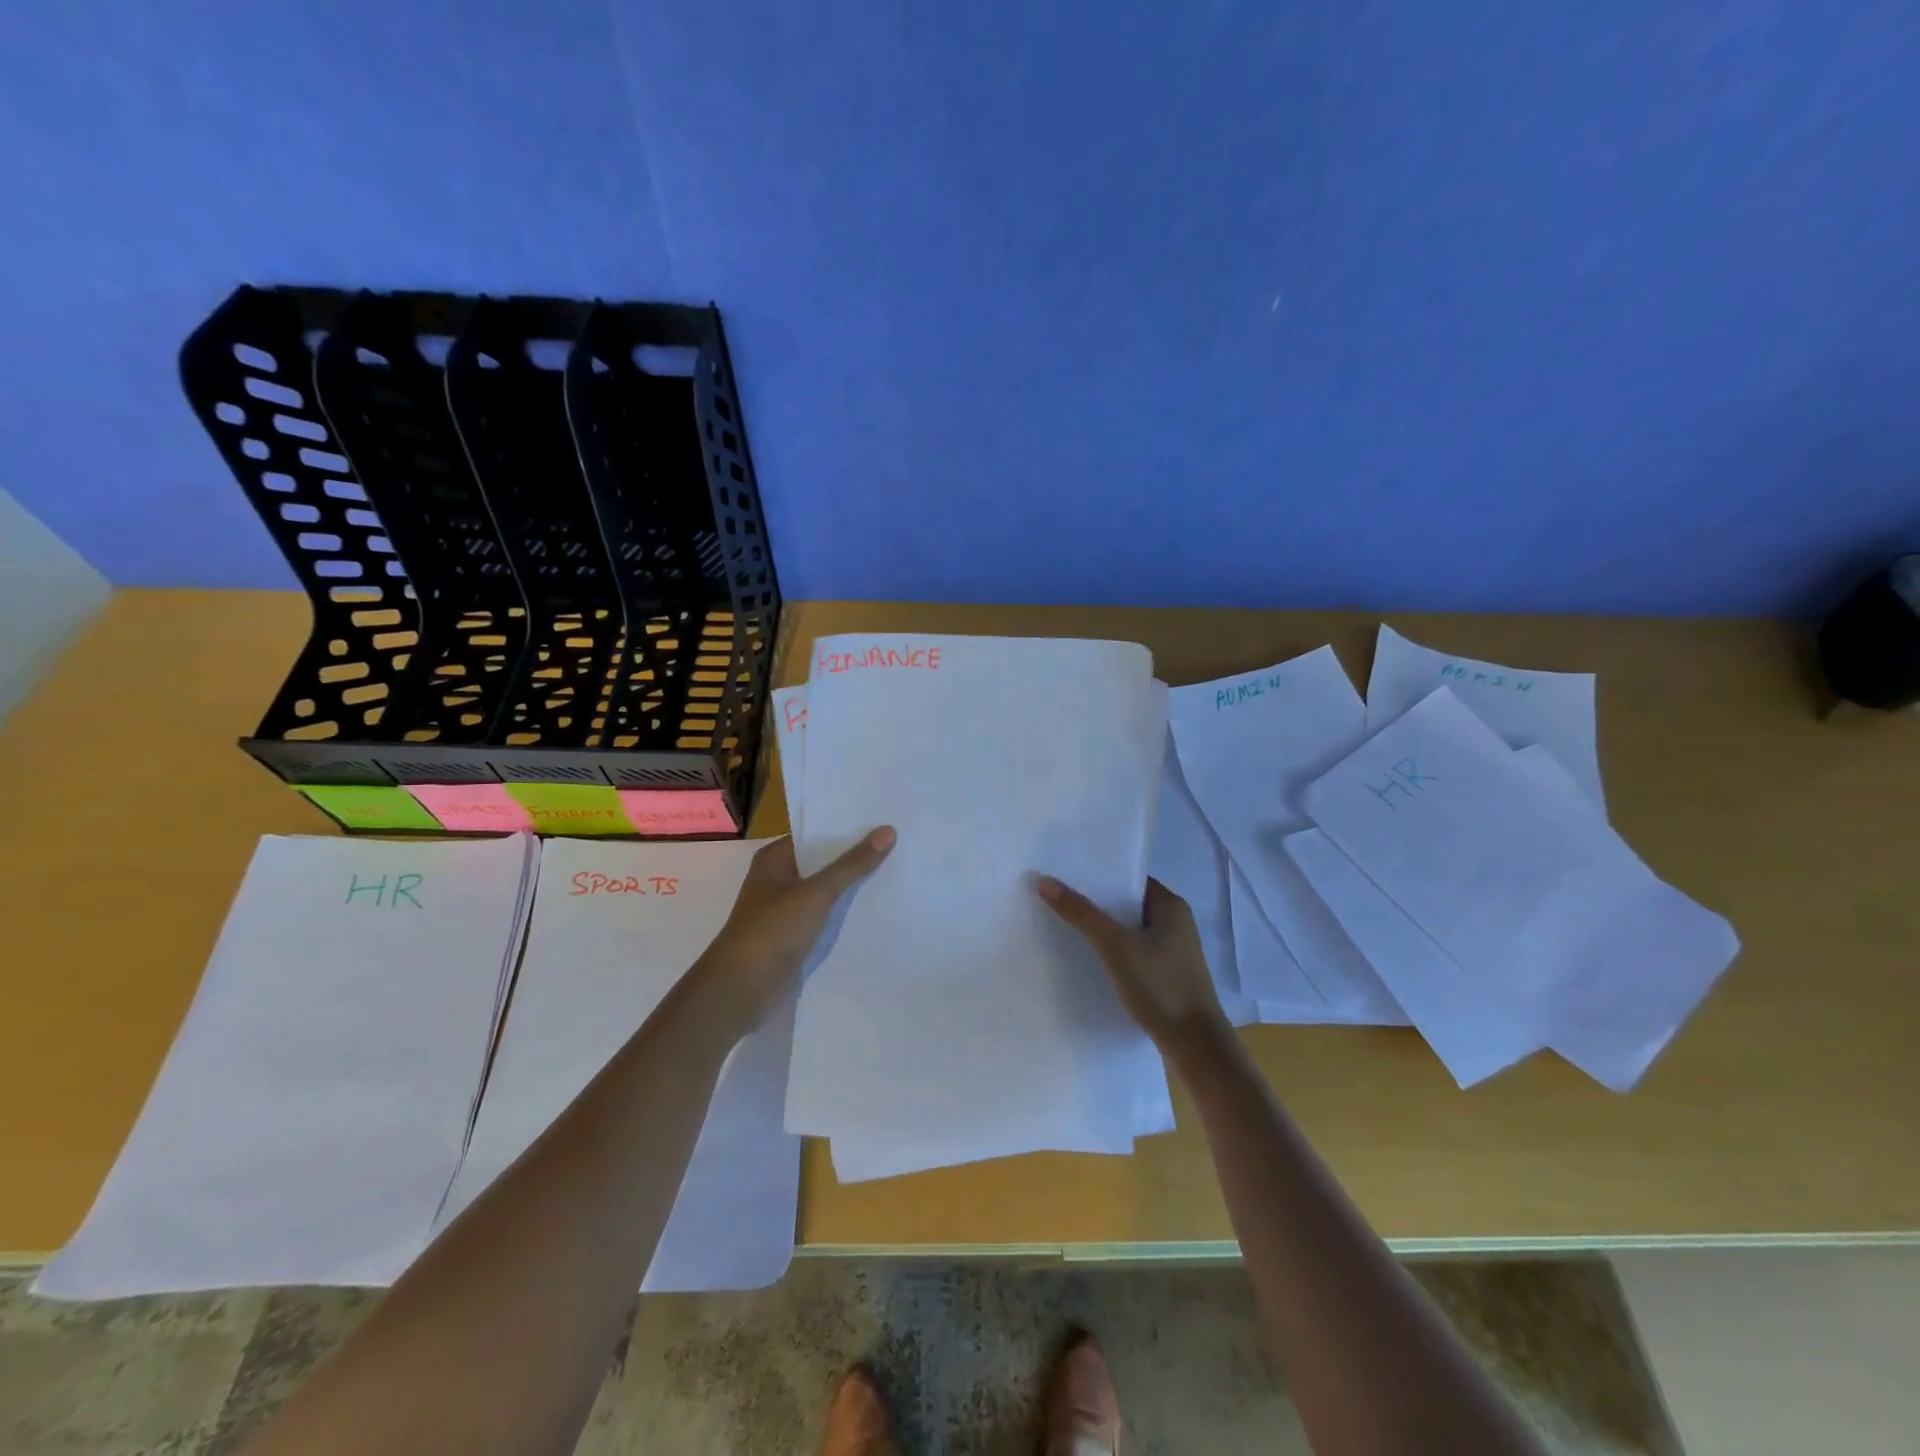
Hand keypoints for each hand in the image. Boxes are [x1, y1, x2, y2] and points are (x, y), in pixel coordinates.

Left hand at [695, 828, 895, 1027]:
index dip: (847, 826)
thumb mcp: (817, 893)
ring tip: (897, 869)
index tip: (883, 818)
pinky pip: (825, 914)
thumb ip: (852, 864)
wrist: (742, 989)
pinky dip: (845, 911)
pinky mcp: (794, 935)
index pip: (816, 833)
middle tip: (899, 842)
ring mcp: (785, 908)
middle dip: (855, 855)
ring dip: (852, 884)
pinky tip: (876, 907)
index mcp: (775, 858)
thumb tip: (888, 830)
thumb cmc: (773, 930)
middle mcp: (778, 878)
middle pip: (823, 860)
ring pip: (826, 889)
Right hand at [1037, 875, 1229, 1056]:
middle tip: (1055, 896)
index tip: (1064, 873)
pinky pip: (1132, 951)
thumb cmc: (1161, 986)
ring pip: (1128, 929)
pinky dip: (1111, 950)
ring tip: (1063, 923)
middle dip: (1094, 901)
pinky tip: (1087, 957)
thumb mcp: (1116, 946)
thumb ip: (1081, 913)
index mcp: (1171, 906)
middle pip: (1126, 903)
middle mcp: (1174, 923)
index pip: (1128, 878)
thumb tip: (1045, 881)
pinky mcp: (1165, 975)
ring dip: (1101, 928)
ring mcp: (1171, 951)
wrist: (1196, 1047)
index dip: (1098, 875)